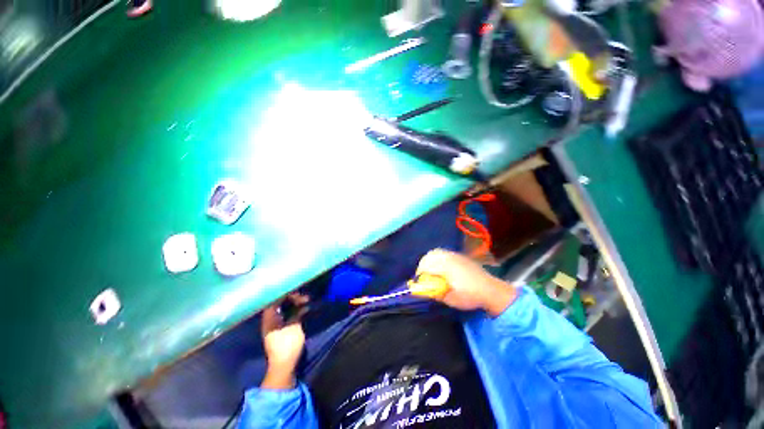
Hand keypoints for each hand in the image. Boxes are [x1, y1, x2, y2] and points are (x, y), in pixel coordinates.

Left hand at [260, 293, 307, 388]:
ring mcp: (273, 325)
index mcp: (269, 318)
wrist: (282, 366)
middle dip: (292, 298)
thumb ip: (297, 313)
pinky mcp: (278, 330)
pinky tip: (303, 310)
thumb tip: (302, 305)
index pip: (275, 299)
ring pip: (282, 309)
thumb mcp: (294, 326)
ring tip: (305, 302)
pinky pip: (285, 315)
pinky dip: (293, 311)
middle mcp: (269, 320)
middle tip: (304, 298)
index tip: (298, 291)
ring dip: (294, 304)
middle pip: (278, 303)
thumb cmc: (287, 345)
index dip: (287, 293)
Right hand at [414, 249, 516, 316]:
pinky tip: (442, 267)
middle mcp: (449, 258)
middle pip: (430, 255)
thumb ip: (436, 293)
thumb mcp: (451, 299)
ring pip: (437, 252)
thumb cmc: (471, 296)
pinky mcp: (460, 256)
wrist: (492, 290)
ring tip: (431, 270)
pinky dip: (438, 257)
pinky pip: (444, 253)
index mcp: (446, 267)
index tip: (419, 281)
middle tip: (424, 275)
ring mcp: (455, 255)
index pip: (426, 265)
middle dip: (423, 264)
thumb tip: (424, 291)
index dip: (420, 273)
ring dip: (430, 260)